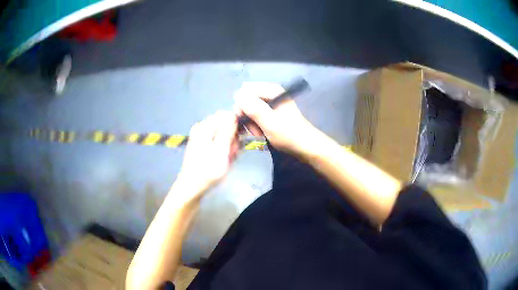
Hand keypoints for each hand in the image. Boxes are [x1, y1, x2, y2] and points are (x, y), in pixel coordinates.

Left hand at [176, 111, 238, 199]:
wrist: (192, 187)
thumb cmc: (207, 171)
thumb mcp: (220, 151)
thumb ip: (227, 131)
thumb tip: (234, 115)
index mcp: (205, 126)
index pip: (227, 115)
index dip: (236, 126)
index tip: (239, 139)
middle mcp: (202, 127)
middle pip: (226, 124)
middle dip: (232, 138)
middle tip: (232, 153)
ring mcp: (201, 136)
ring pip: (224, 134)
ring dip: (229, 146)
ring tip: (228, 158)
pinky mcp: (202, 145)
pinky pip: (219, 142)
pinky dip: (223, 150)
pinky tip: (223, 159)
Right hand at [234, 82, 320, 156]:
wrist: (306, 147)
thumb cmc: (289, 135)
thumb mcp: (269, 122)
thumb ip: (253, 108)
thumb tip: (237, 96)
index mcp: (271, 90)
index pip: (245, 91)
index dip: (241, 106)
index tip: (245, 120)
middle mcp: (270, 93)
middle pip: (247, 100)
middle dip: (247, 116)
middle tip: (255, 131)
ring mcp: (271, 104)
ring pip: (250, 110)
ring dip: (251, 123)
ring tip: (260, 134)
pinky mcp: (272, 113)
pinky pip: (257, 116)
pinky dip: (256, 126)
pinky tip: (262, 134)